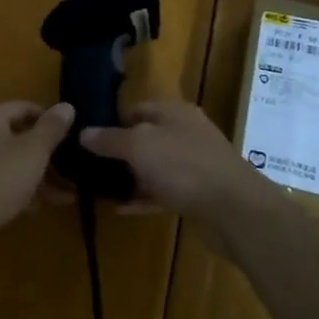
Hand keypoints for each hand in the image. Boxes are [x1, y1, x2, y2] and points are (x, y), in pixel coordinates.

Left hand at [0, 101, 75, 268]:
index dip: (50, 119)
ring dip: (39, 177)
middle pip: (19, 137)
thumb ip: (51, 129)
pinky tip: (37, 208)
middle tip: (75, 172)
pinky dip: (20, 191)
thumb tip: (67, 105)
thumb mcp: (31, 153)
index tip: (74, 137)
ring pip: (12, 163)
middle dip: (49, 155)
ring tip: (67, 196)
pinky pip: (0, 183)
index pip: (25, 107)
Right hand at [79, 100, 271, 222]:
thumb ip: (110, 139)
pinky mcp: (197, 193)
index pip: (135, 109)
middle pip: (145, 137)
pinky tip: (121, 209)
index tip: (86, 140)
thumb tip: (84, 132)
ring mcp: (193, 164)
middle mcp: (185, 133)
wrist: (234, 209)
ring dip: (130, 177)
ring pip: (154, 166)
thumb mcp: (139, 146)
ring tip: (100, 189)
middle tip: (89, 167)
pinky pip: (163, 191)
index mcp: (173, 112)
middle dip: (119, 152)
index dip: (110, 122)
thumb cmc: (183, 166)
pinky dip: (143, 198)